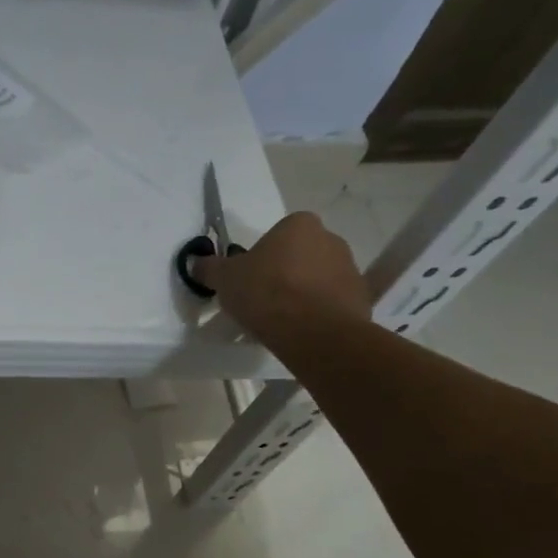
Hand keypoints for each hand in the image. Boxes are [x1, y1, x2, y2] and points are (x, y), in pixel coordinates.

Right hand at [195, 210, 371, 349]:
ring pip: (318, 278)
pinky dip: (318, 312)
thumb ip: (210, 268)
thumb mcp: (224, 279)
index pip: (280, 231)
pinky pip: (332, 302)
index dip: (264, 253)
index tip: (251, 275)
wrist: (313, 332)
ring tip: (280, 318)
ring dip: (302, 292)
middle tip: (263, 296)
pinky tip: (299, 330)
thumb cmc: (266, 292)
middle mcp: (331, 239)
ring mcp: (350, 269)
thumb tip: (197, 263)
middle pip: (301, 253)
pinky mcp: (360, 299)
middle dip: (285, 271)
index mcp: (300, 225)